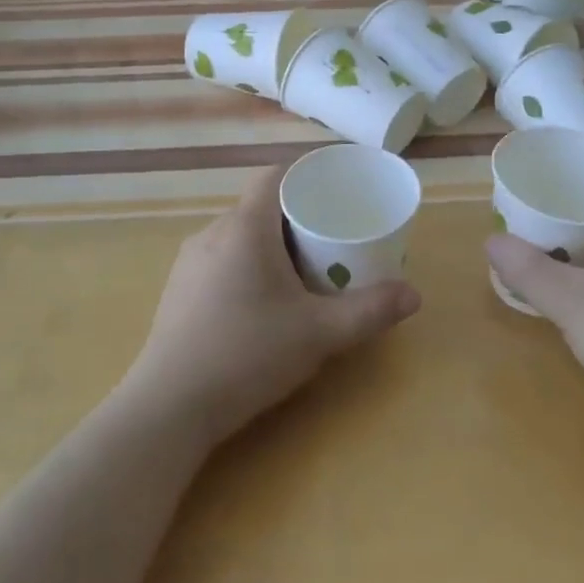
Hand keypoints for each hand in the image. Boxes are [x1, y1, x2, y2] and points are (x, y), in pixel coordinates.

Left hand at [124, 163, 422, 446]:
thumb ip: (369, 311)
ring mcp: (190, 262)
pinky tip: (261, 302)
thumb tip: (414, 295)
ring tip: (301, 271)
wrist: (169, 407)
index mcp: (245, 227)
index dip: (305, 175)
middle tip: (330, 238)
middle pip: (259, 206)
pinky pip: (220, 258)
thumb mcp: (319, 333)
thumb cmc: (248, 354)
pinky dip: (246, 264)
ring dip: (269, 243)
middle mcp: (213, 232)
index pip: (274, 176)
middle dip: (295, 216)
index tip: (335, 191)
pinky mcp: (178, 290)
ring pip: (238, 234)